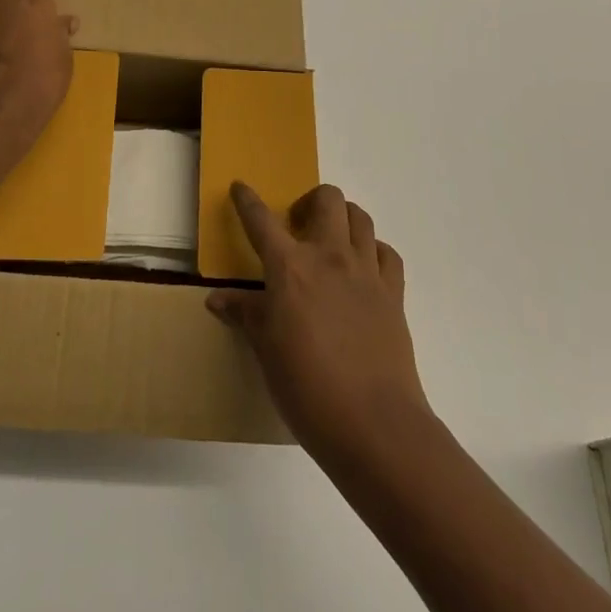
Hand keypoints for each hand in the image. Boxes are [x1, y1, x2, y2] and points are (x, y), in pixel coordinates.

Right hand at [208, 183, 430, 460]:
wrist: (374, 424)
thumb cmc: (307, 389)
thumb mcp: (266, 352)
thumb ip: (245, 315)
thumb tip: (216, 298)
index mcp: (289, 268)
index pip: (261, 221)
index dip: (248, 201)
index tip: (240, 187)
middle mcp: (329, 256)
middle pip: (326, 199)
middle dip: (310, 201)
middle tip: (298, 226)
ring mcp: (365, 271)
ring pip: (360, 217)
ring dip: (343, 218)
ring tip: (332, 240)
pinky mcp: (393, 293)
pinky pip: (387, 253)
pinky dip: (374, 250)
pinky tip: (365, 267)